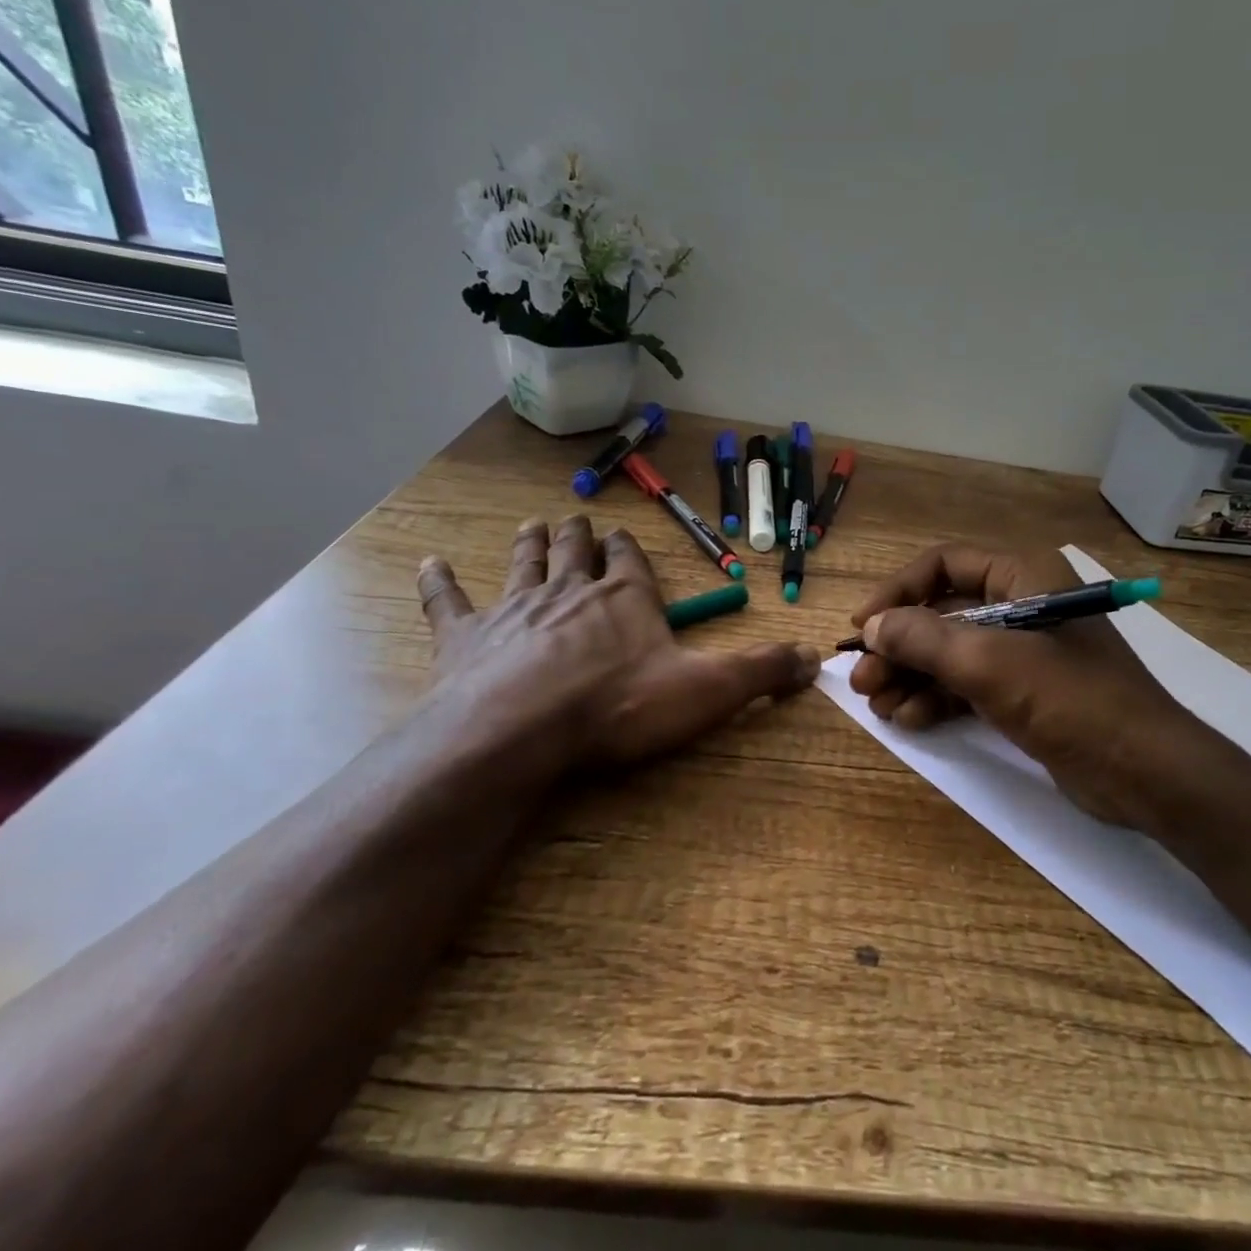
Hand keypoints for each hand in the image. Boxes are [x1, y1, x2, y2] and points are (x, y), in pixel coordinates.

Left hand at [415, 515, 819, 788]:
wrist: (523, 729)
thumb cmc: (619, 706)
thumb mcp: (708, 691)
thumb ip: (762, 672)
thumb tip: (818, 658)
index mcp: (626, 600)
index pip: (630, 562)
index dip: (626, 549)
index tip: (620, 536)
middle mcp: (571, 591)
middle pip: (575, 553)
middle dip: (578, 538)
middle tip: (573, 521)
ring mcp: (515, 609)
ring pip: (524, 564)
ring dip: (529, 545)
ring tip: (532, 526)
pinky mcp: (466, 637)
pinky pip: (450, 601)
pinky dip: (441, 583)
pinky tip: (432, 565)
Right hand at [848, 544, 1247, 832]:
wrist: (1144, 772)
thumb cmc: (1069, 700)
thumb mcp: (988, 663)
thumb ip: (924, 639)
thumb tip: (872, 626)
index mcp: (1022, 575)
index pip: (943, 565)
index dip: (897, 592)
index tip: (863, 627)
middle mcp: (1020, 604)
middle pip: (941, 614)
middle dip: (899, 647)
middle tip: (862, 680)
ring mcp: (1022, 651)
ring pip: (950, 653)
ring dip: (911, 676)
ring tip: (878, 705)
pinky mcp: (1023, 692)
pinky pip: (967, 684)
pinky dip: (936, 698)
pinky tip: (908, 719)